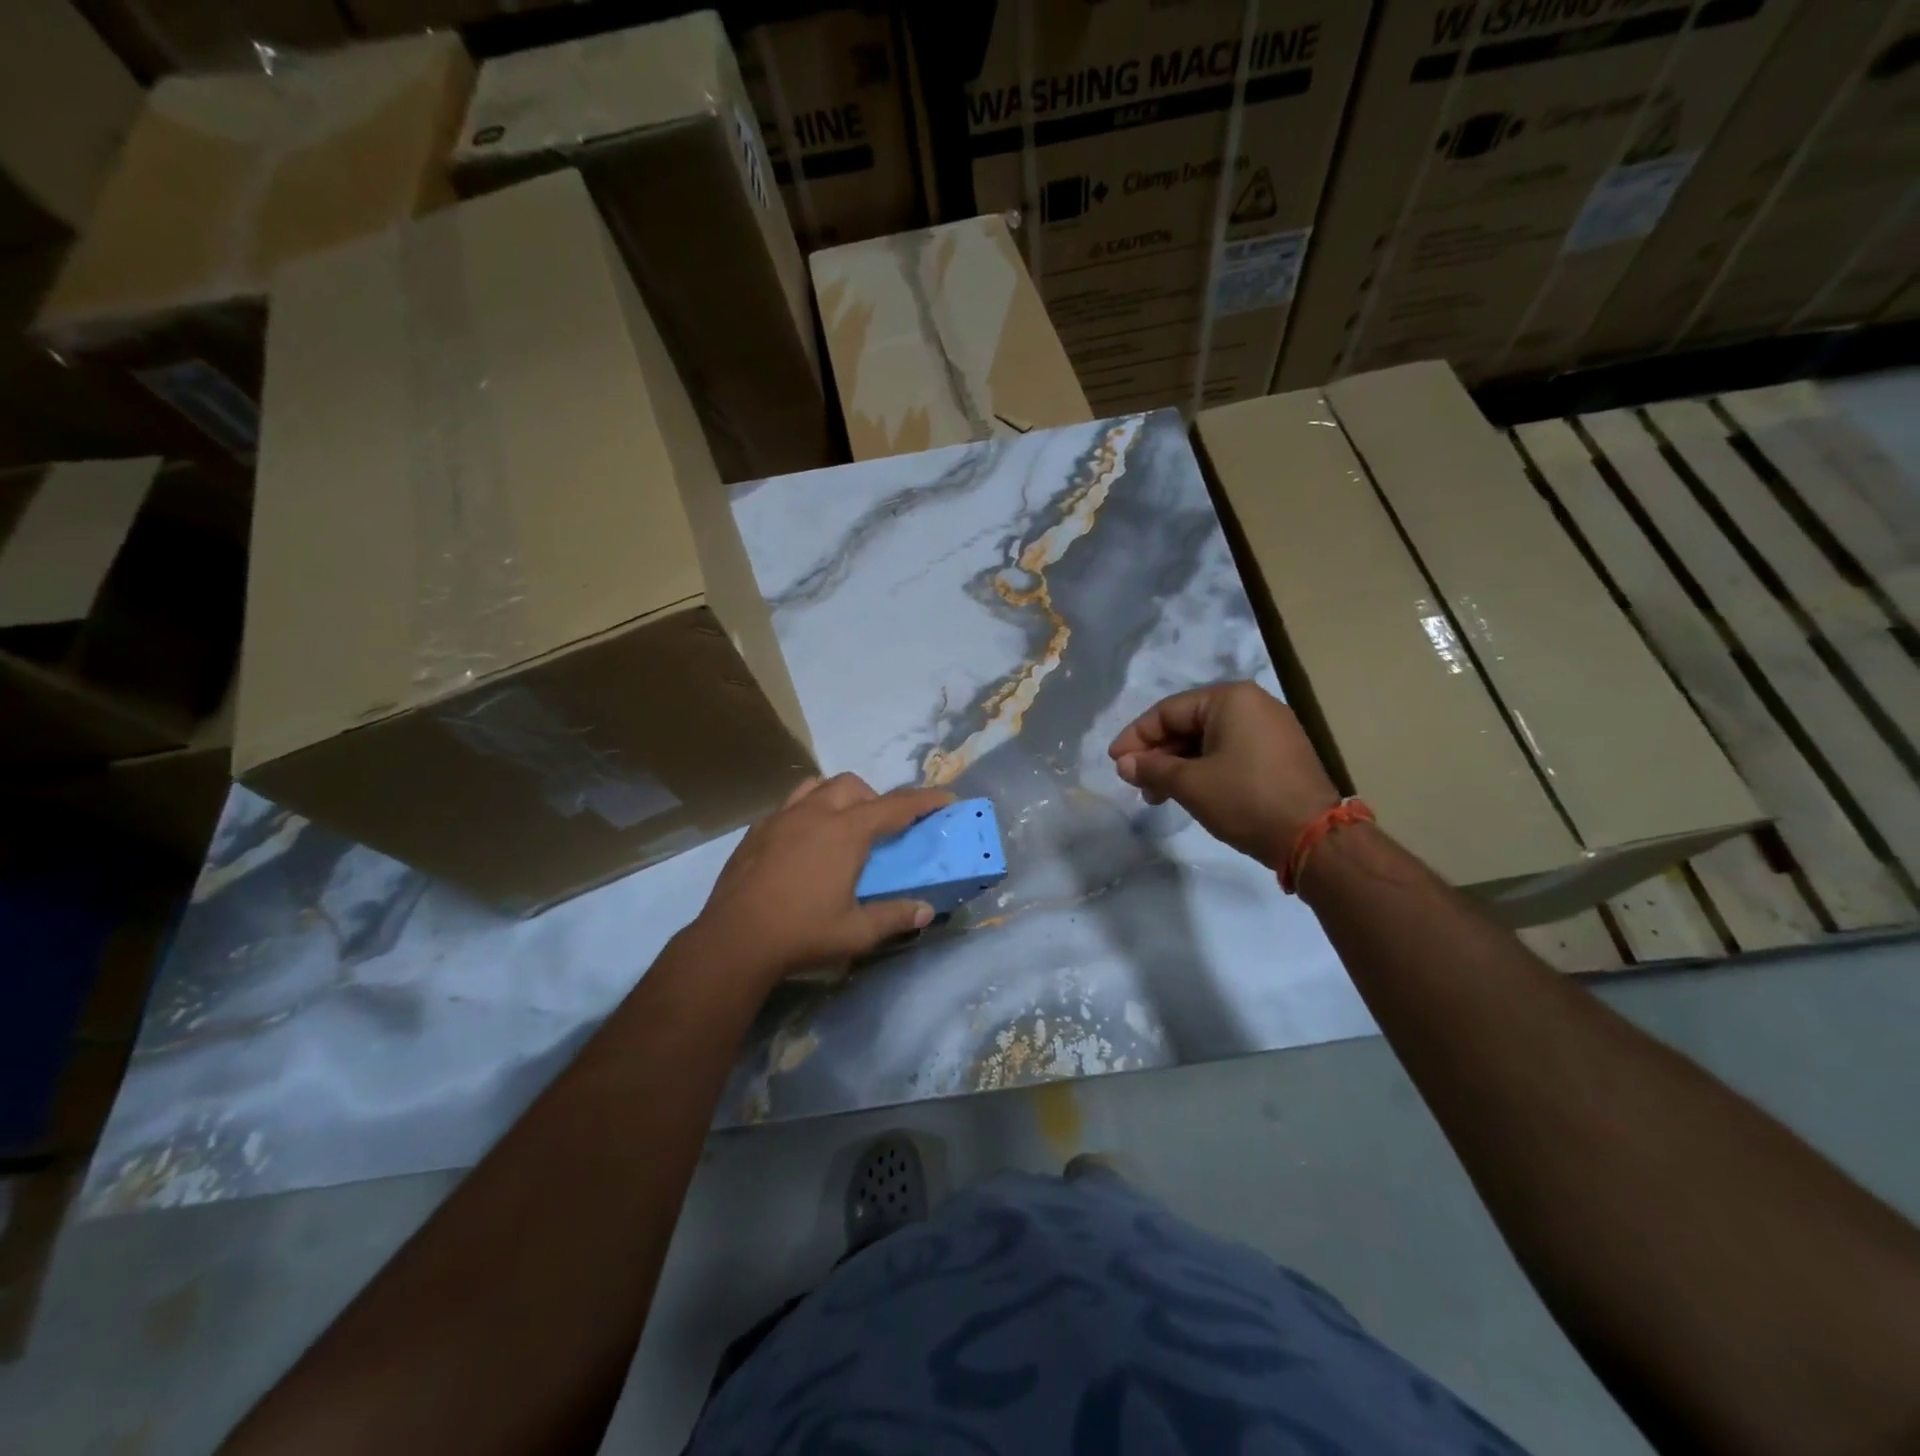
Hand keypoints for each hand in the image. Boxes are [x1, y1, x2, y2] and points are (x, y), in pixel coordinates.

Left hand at [691, 773, 955, 984]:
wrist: (734, 939)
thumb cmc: (802, 933)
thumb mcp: (857, 932)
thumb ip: (895, 917)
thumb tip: (927, 911)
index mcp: (846, 833)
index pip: (895, 807)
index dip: (924, 801)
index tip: (945, 797)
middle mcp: (815, 814)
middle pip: (853, 786)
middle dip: (874, 798)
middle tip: (881, 828)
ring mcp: (781, 818)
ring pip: (816, 786)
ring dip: (837, 797)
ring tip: (840, 824)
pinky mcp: (756, 831)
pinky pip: (788, 806)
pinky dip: (805, 813)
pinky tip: (801, 843)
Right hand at [1108, 682, 1339, 871]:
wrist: (1314, 837)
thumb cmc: (1245, 799)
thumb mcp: (1190, 784)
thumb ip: (1153, 768)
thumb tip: (1124, 764)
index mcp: (1230, 699)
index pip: (1167, 711)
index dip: (1136, 737)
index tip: (1115, 762)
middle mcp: (1252, 704)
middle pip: (1187, 724)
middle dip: (1157, 755)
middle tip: (1135, 783)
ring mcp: (1270, 729)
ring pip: (1207, 741)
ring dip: (1177, 766)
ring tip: (1157, 796)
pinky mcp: (1279, 754)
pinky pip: (1229, 752)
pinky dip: (1203, 770)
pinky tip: (1188, 793)